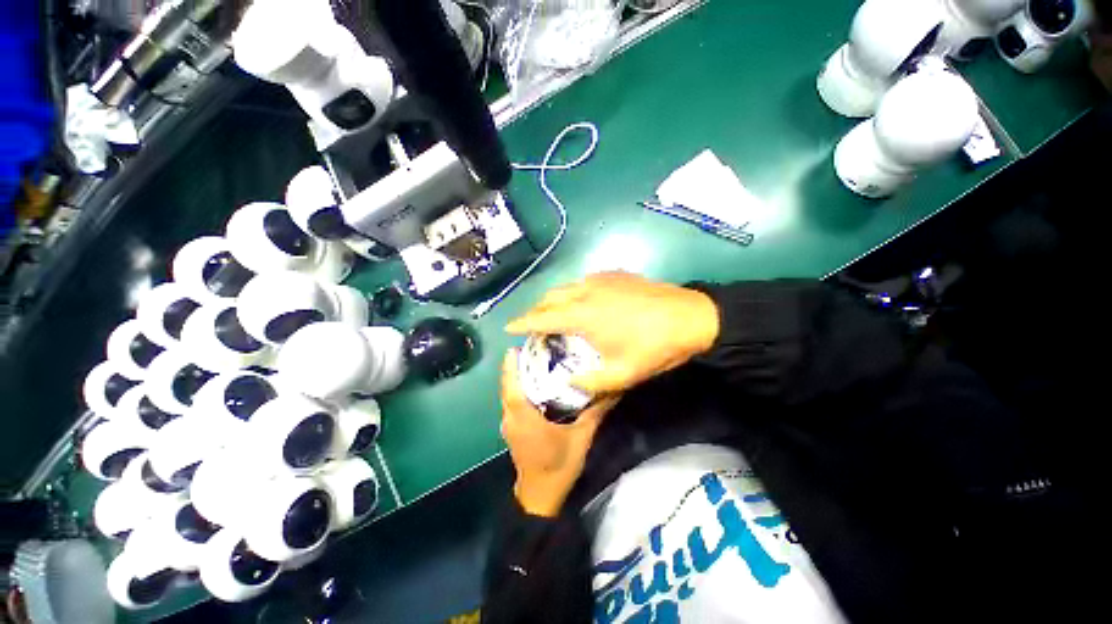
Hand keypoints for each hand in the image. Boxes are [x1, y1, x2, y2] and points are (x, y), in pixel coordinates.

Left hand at [501, 350, 619, 517]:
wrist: (541, 497)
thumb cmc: (559, 466)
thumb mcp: (581, 438)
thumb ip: (596, 412)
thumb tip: (613, 391)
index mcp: (525, 419)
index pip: (513, 389)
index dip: (511, 368)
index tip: (515, 348)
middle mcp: (512, 419)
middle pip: (508, 388)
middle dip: (515, 367)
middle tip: (532, 348)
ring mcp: (509, 425)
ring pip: (508, 395)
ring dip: (515, 378)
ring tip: (533, 361)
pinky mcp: (512, 429)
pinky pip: (512, 403)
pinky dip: (518, 390)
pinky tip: (534, 384)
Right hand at [506, 272, 719, 394]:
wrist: (692, 317)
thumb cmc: (654, 347)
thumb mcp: (622, 375)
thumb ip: (590, 382)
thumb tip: (570, 382)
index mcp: (582, 316)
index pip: (541, 318)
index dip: (522, 323)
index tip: (508, 327)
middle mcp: (585, 292)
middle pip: (550, 297)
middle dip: (536, 310)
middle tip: (534, 325)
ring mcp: (601, 279)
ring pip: (566, 286)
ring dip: (554, 299)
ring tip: (555, 313)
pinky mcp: (615, 274)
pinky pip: (584, 280)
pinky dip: (574, 291)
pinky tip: (583, 300)